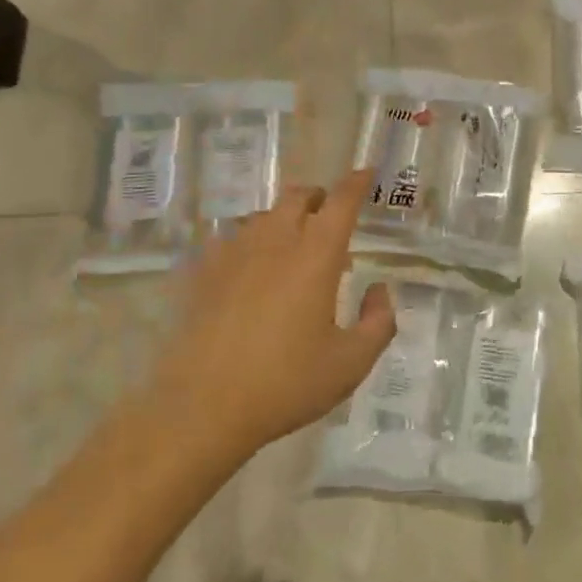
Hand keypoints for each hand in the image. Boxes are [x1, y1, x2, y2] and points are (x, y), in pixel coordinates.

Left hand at [152, 167, 394, 463]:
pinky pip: (230, 240)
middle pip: (297, 196)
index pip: (341, 201)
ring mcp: (233, 254)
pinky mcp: (202, 273)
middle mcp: (275, 242)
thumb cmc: (286, 384)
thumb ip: (379, 322)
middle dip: (319, 196)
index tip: (367, 173)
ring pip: (263, 216)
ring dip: (284, 219)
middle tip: (330, 216)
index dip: (357, 183)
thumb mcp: (351, 363)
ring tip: (292, 249)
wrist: (203, 407)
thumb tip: (379, 290)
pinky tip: (250, 271)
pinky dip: (250, 243)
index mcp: (315, 256)